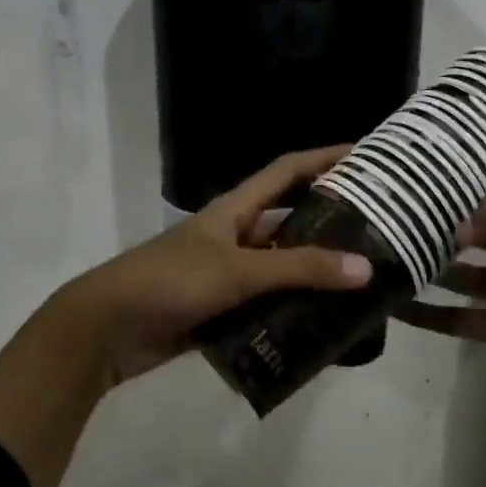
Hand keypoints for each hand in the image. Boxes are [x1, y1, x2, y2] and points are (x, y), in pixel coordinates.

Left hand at [41, 144, 375, 388]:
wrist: (105, 330)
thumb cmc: (169, 281)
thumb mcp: (237, 270)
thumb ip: (299, 270)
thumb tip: (365, 268)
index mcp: (236, 209)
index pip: (288, 171)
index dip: (324, 158)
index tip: (366, 156)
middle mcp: (236, 235)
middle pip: (291, 222)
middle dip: (330, 225)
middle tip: (379, 232)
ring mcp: (228, 274)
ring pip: (282, 269)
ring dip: (314, 277)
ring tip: (363, 286)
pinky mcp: (221, 310)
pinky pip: (267, 307)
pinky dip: (292, 315)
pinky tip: (324, 328)